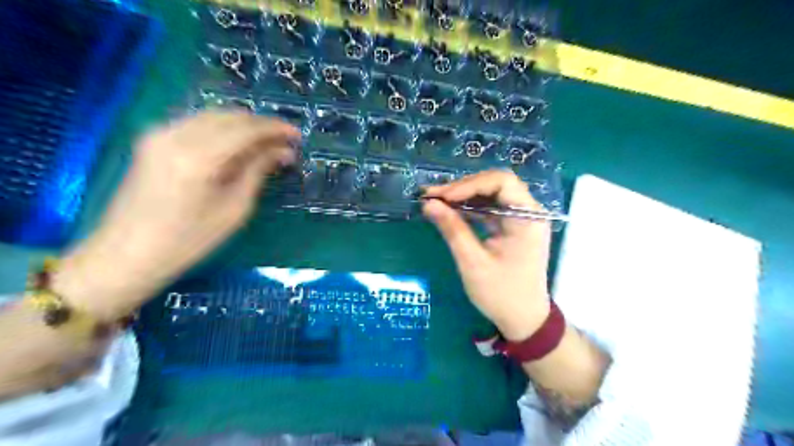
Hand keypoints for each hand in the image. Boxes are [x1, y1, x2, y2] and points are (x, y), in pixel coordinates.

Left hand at [54, 113, 299, 317]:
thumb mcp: (234, 209)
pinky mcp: (152, 140)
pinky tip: (236, 146)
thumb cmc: (189, 241)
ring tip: (266, 144)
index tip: (297, 135)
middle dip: (261, 126)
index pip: (246, 129)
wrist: (128, 254)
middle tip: (284, 142)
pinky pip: (196, 124)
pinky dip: (222, 130)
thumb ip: (258, 172)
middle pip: (229, 116)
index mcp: (198, 157)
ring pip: (213, 116)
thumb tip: (284, 152)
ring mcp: (159, 134)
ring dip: (243, 126)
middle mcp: (175, 135)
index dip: (275, 128)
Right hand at [422, 168, 552, 339]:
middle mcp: (528, 212)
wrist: (523, 319)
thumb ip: (452, 229)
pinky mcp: (512, 227)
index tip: (443, 197)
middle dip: (463, 188)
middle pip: (495, 185)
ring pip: (491, 195)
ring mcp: (521, 219)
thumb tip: (428, 204)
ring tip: (435, 201)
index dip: (470, 184)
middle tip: (432, 196)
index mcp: (527, 218)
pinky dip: (470, 208)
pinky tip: (450, 210)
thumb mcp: (473, 262)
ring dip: (463, 196)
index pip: (502, 182)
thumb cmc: (501, 294)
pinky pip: (490, 208)